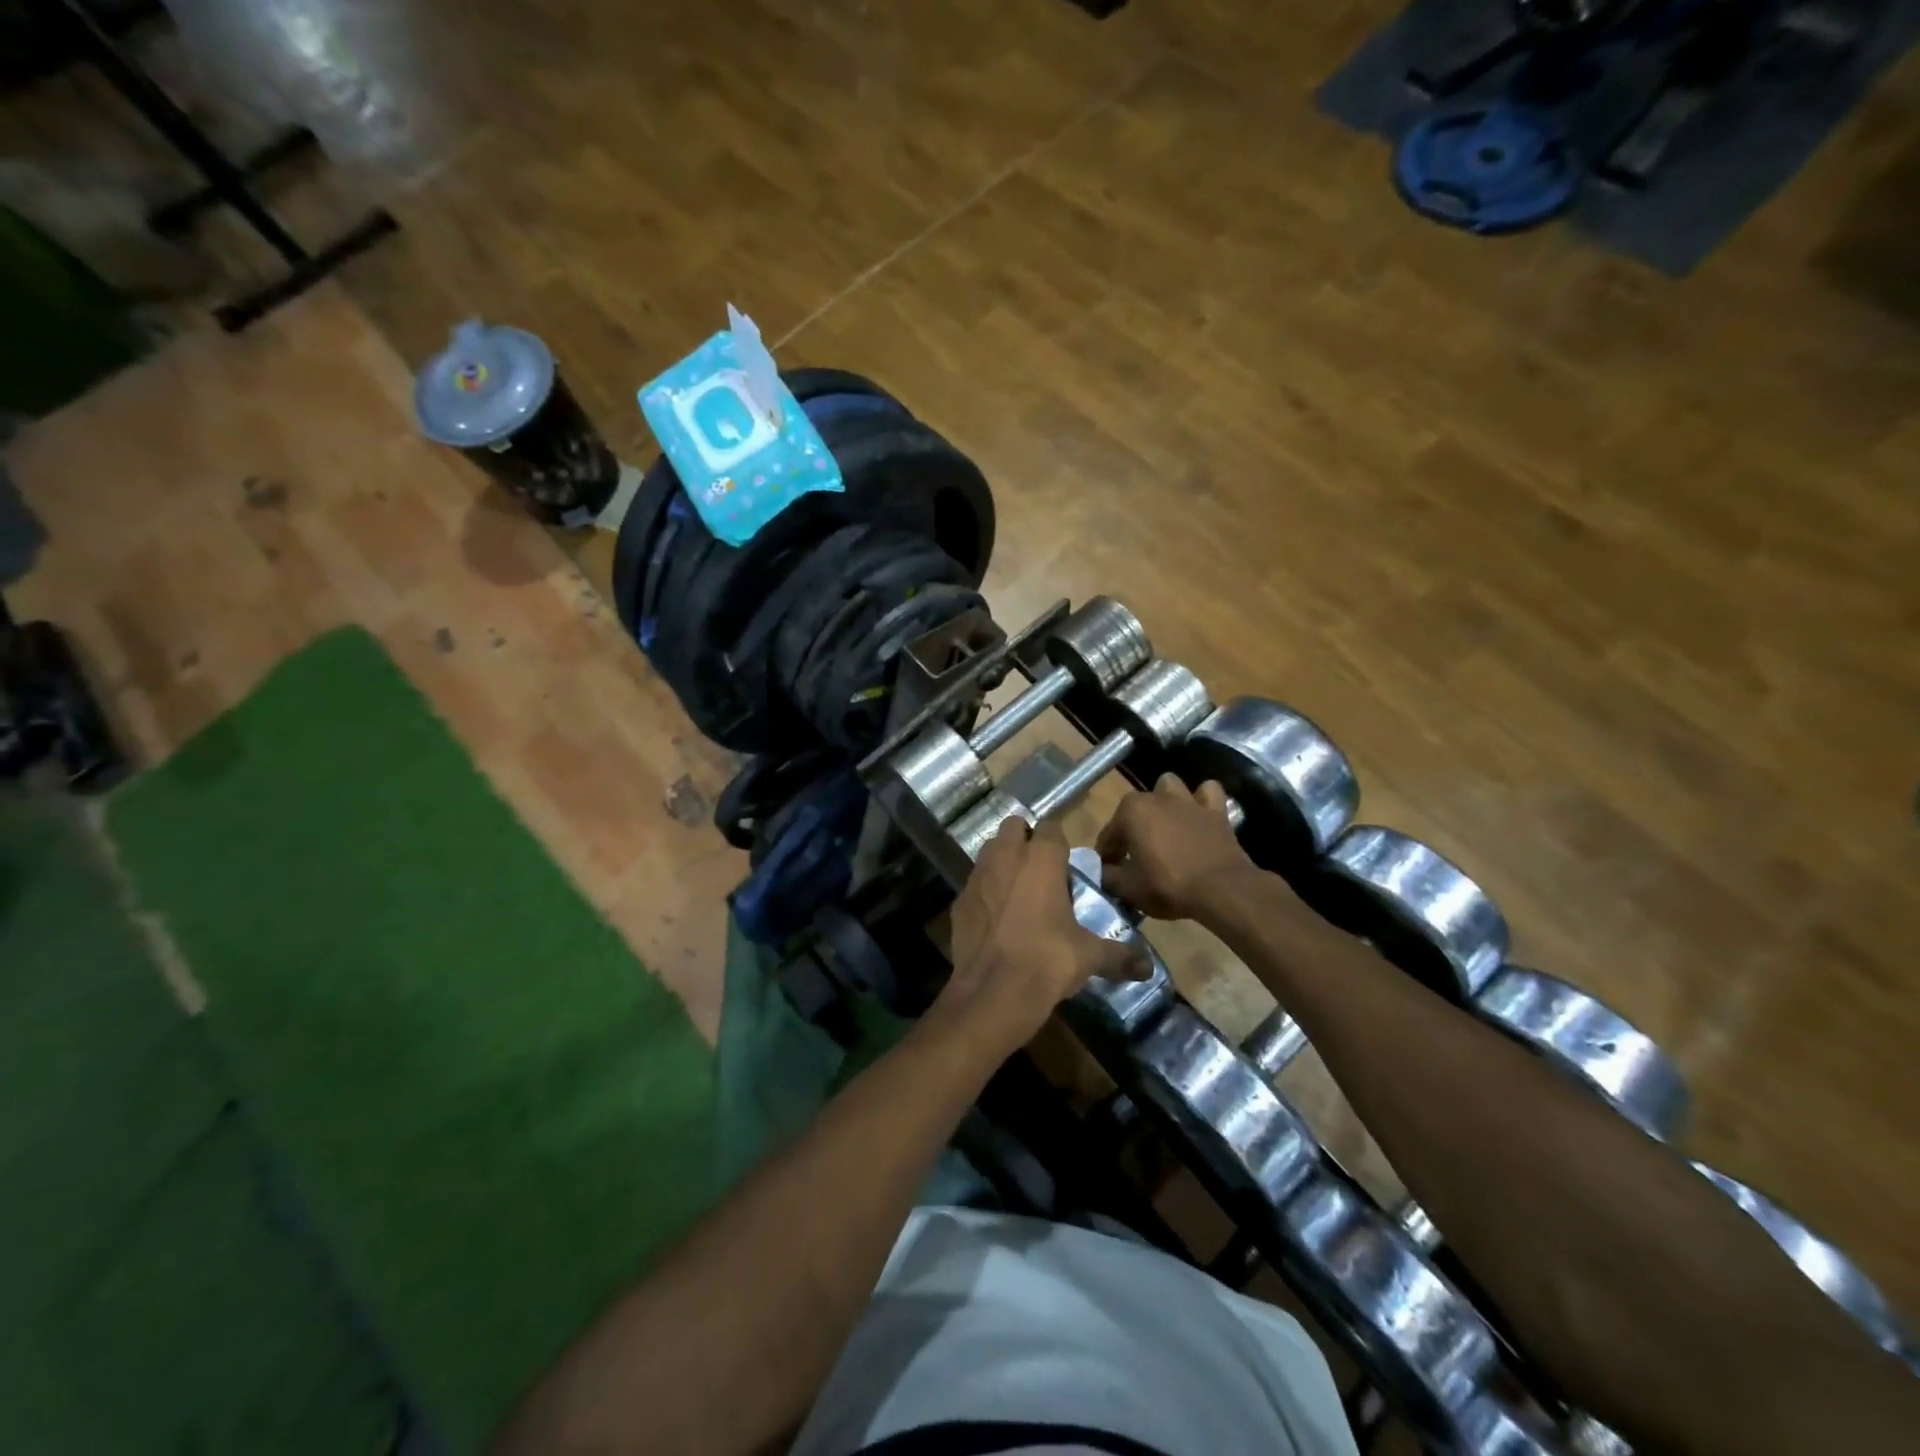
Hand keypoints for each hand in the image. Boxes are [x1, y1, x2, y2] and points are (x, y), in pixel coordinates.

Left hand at [936, 819, 1148, 1056]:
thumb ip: (1119, 955)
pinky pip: (974, 883)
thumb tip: (1147, 968)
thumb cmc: (1048, 961)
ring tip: (1018, 891)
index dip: (1058, 841)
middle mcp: (1006, 856)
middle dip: (1025, 839)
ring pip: (990, 850)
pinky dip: (985, 891)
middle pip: (1013, 826)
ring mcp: (977, 876)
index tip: (1066, 863)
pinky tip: (995, 917)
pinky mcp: (959, 900)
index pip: (1051, 827)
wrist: (993, 993)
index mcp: (1041, 859)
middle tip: (1041, 870)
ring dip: (1003, 860)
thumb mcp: (1089, 957)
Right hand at [1095, 774, 1257, 921]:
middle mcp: (1157, 797)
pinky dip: (1201, 800)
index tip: (1109, 872)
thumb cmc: (1169, 886)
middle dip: (1132, 828)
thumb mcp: (1129, 888)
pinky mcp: (1216, 810)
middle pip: (1135, 810)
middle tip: (1135, 856)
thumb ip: (1109, 876)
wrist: (1222, 890)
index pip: (1109, 835)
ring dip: (1164, 802)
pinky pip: (1207, 793)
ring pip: (1169, 787)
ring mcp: (1188, 800)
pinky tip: (1198, 816)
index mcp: (1131, 811)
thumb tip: (1103, 872)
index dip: (1107, 855)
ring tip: (1165, 826)